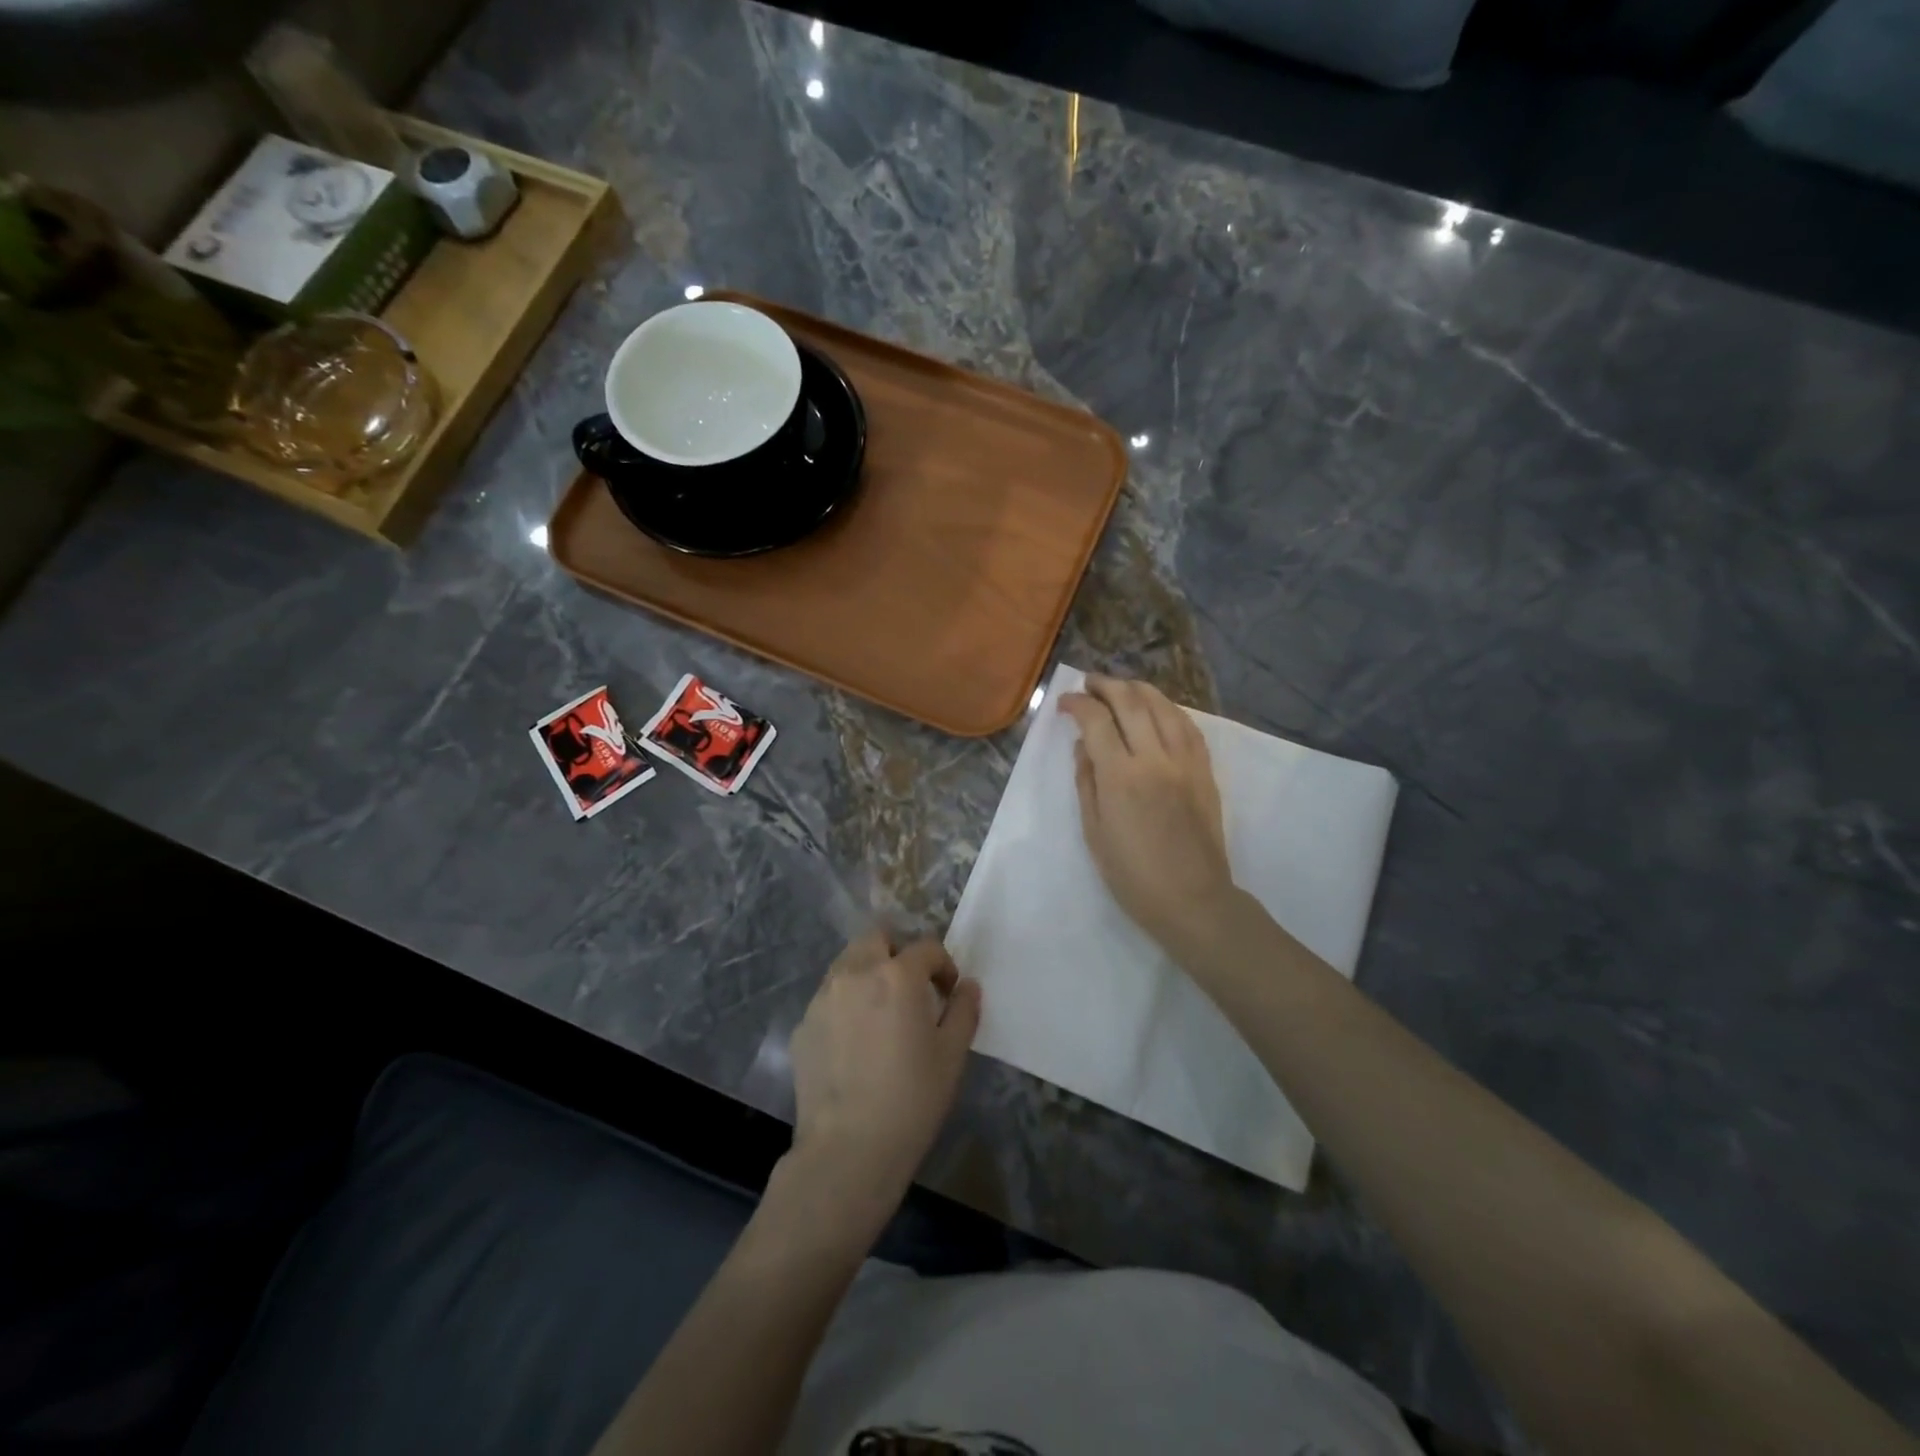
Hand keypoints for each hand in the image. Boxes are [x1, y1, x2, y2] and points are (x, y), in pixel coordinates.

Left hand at [787, 931, 981, 1212]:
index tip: (948, 993)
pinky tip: (855, 1044)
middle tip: (911, 988)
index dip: (943, 966)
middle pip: (877, 937)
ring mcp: (823, 997)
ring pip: (848, 963)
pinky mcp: (803, 1024)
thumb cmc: (911, 1099)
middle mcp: (855, 973)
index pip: (926, 947)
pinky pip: (829, 998)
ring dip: (869, 973)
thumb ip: (963, 1010)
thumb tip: (967, 986)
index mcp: (897, 975)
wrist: (847, 1150)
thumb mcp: (952, 1055)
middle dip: (898, 952)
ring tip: (881, 1014)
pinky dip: (846, 1004)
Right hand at [1059, 674, 1236, 955]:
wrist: (1192, 899)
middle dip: (1106, 686)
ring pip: (1163, 706)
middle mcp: (1154, 758)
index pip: (1096, 721)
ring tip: (1121, 688)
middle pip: (1131, 702)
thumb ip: (1086, 782)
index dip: (1077, 704)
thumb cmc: (1132, 875)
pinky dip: (1169, 709)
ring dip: (1139, 689)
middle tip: (1089, 684)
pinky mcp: (1205, 770)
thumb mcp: (1094, 831)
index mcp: (1121, 777)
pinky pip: (1188, 726)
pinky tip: (1158, 708)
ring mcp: (1185, 761)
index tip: (1065, 703)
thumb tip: (1083, 746)